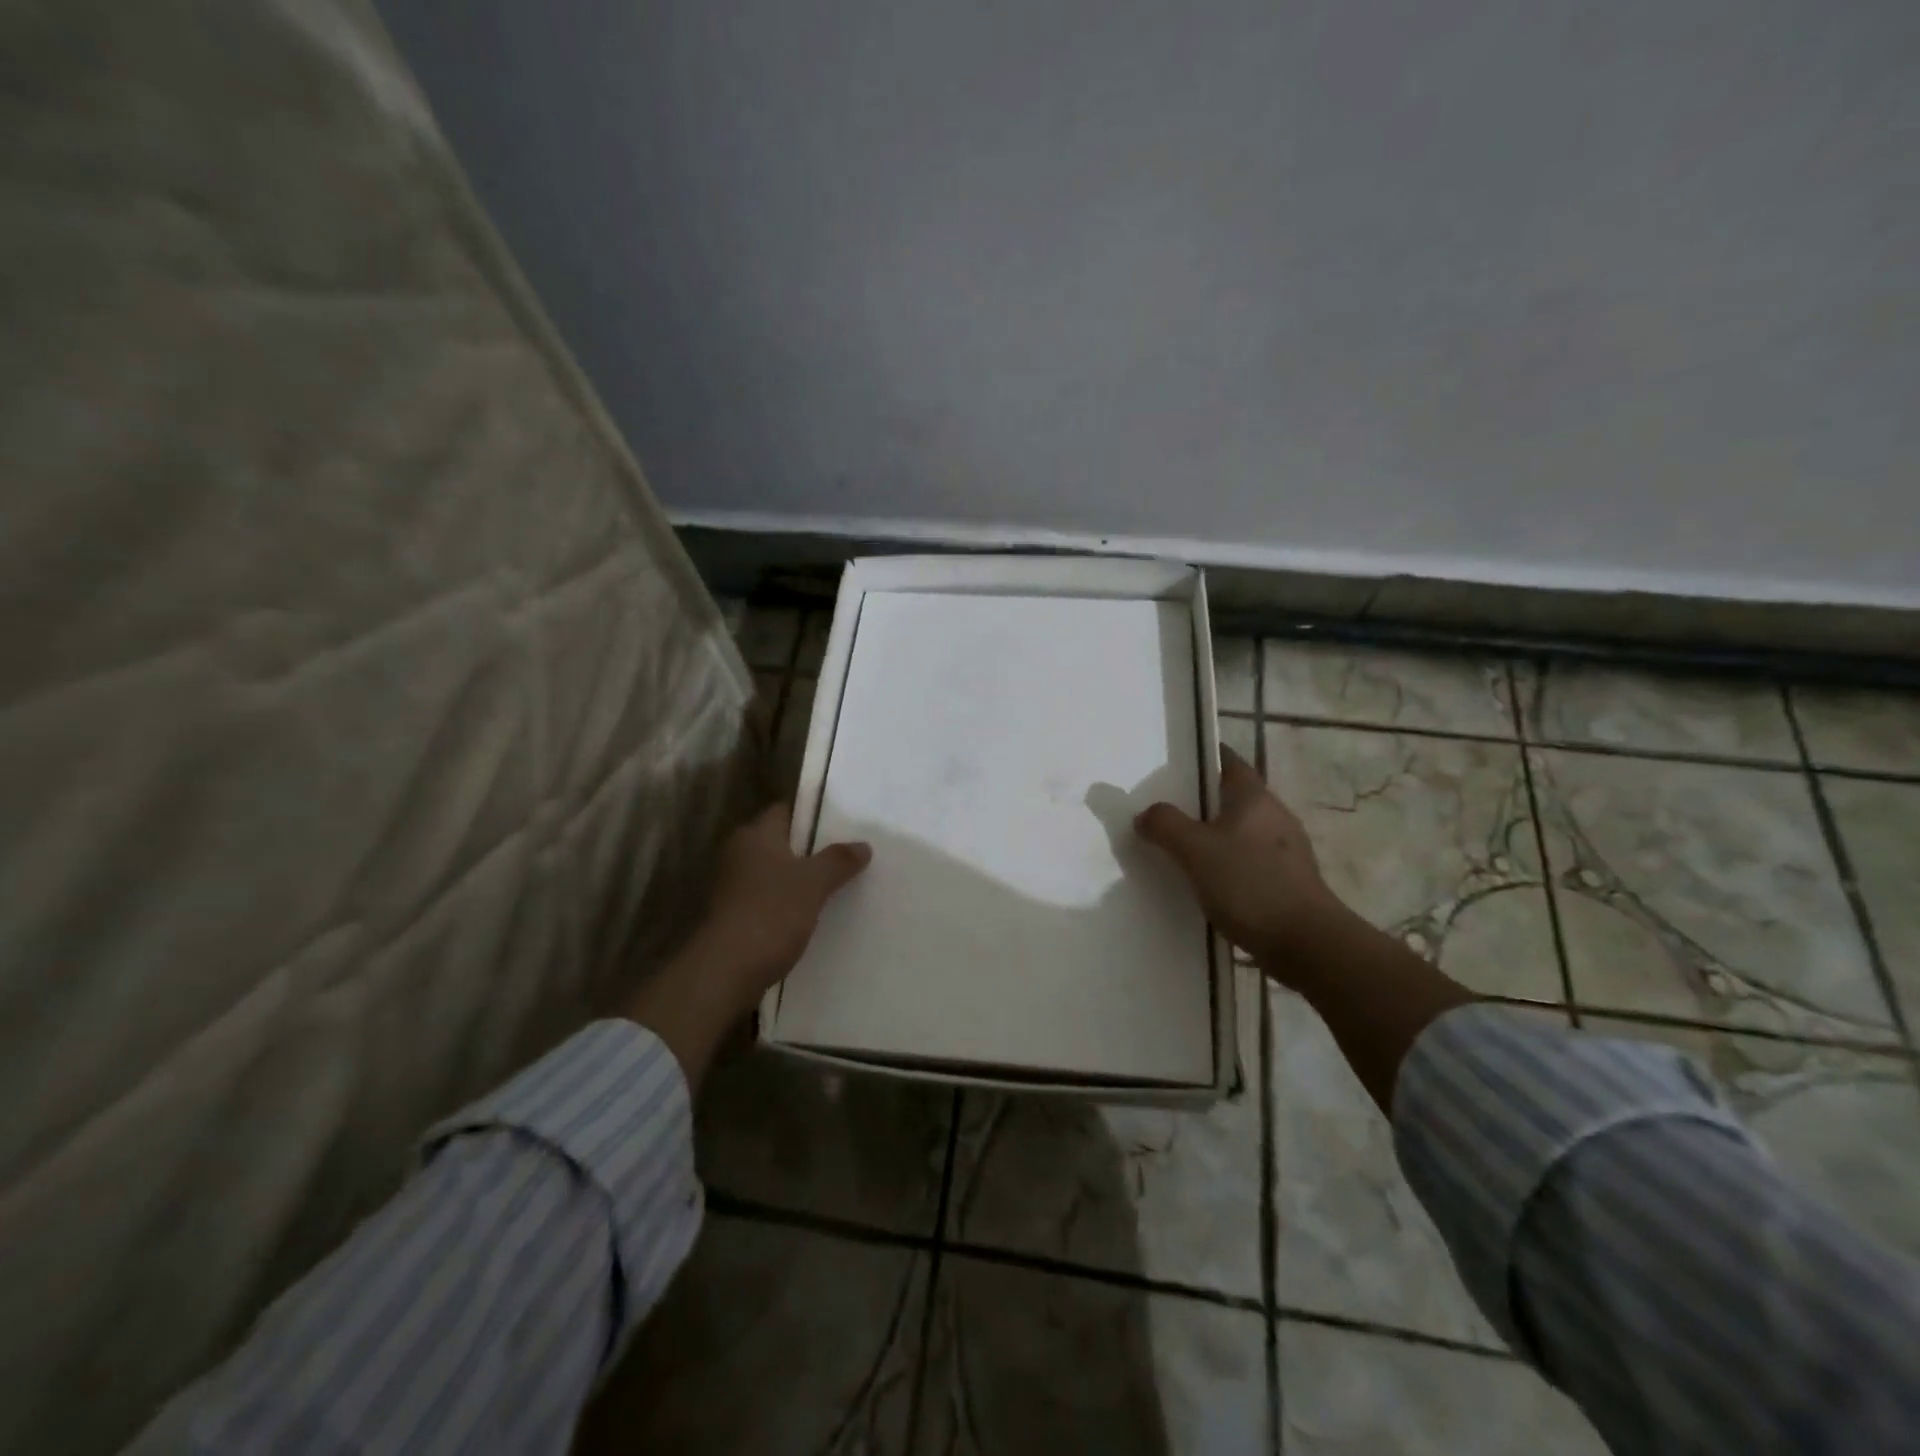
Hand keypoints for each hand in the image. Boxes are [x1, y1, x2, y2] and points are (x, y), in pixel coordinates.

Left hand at [626, 804, 870, 1084]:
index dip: (813, 815)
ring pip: (776, 873)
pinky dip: (788, 904)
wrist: (726, 971)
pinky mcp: (734, 915)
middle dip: (811, 850)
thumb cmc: (770, 913)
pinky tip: (813, 915)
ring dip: (800, 880)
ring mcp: (733, 886)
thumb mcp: (814, 883)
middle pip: (782, 843)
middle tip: (847, 856)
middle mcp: (739, 853)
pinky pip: (769, 899)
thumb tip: (863, 845)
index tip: (843, 825)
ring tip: (837, 886)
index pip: (786, 811)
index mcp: (755, 835)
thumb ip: (838, 860)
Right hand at [1134, 748, 1351, 972]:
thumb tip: (1145, 815)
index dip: (1206, 757)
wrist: (1306, 944)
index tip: (1179, 762)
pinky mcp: (1288, 883)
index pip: (1230, 763)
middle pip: (1234, 798)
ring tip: (1179, 849)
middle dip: (1202, 802)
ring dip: (1214, 836)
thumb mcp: (1195, 850)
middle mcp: (1275, 817)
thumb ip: (1165, 825)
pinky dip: (1226, 866)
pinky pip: (1248, 863)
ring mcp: (1285, 852)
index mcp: (1255, 799)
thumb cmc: (1250, 885)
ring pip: (1241, 832)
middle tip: (1166, 809)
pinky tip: (1206, 884)